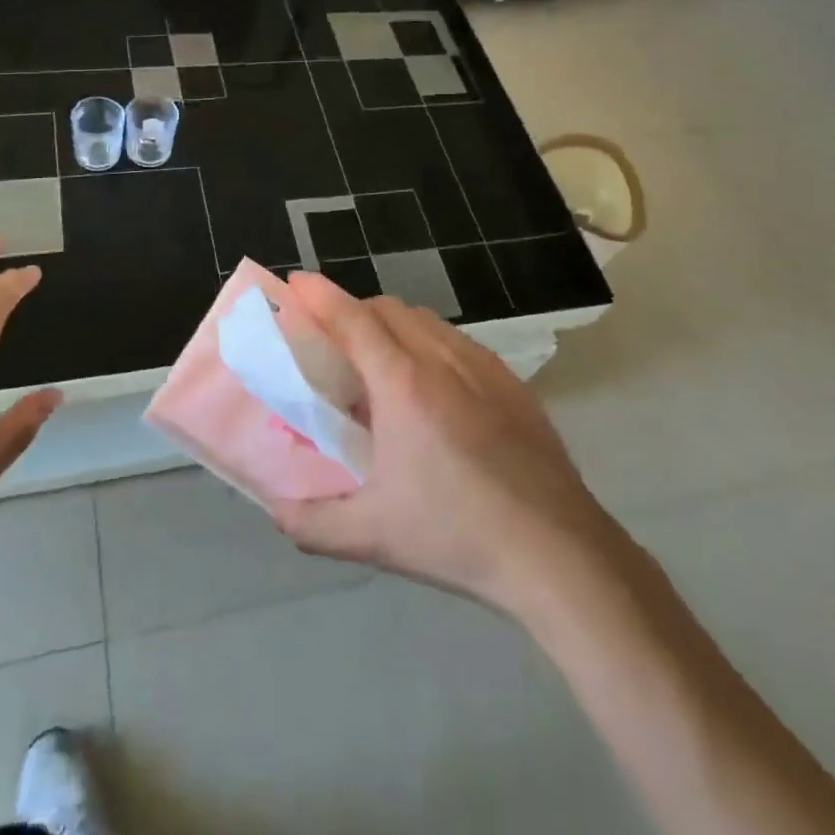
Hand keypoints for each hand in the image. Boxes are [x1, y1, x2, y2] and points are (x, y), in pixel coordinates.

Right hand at [269, 273, 619, 618]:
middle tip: (332, 344)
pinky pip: (457, 341)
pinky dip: (429, 342)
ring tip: (380, 364)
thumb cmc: (456, 536)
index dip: (320, 295)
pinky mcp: (512, 383)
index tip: (296, 282)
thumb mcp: (372, 537)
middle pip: (387, 309)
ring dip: (392, 325)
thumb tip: (276, 511)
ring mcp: (483, 367)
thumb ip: (311, 523)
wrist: (557, 553)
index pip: (352, 318)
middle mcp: (440, 359)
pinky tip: (434, 386)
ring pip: (425, 320)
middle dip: (353, 311)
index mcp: (401, 384)